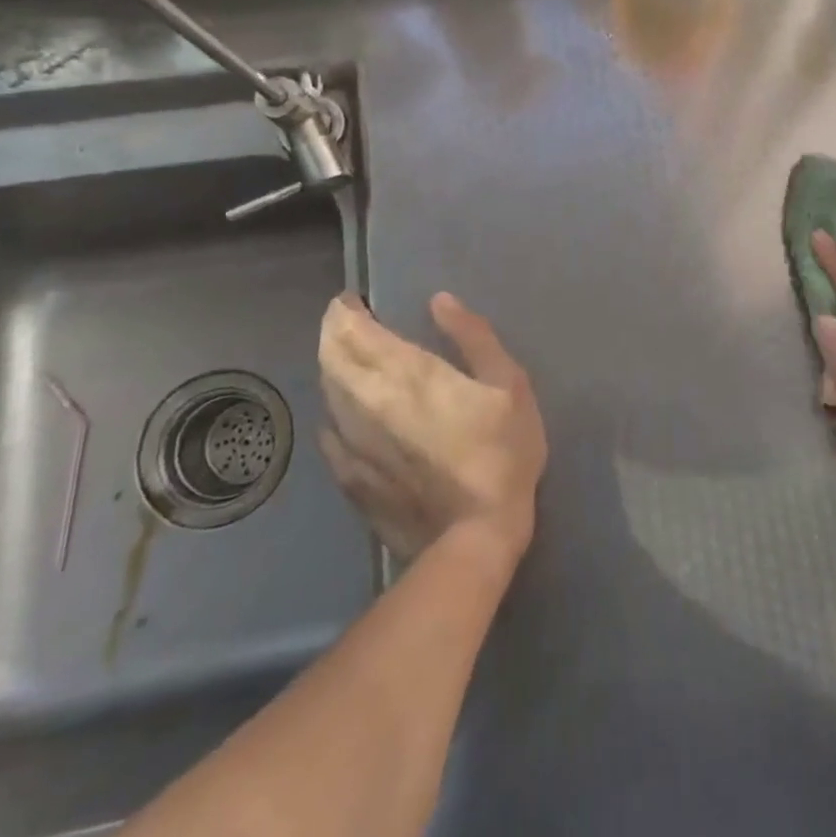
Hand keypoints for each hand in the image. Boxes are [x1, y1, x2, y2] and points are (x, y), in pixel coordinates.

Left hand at [317, 292, 547, 566]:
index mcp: (407, 373)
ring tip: (348, 357)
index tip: (353, 300)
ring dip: (332, 367)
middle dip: (332, 332)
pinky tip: (344, 413)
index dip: (345, 311)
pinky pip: (329, 433)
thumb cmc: (501, 451)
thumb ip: (473, 336)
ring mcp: (354, 443)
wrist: (474, 536)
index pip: (356, 331)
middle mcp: (368, 401)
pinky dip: (333, 412)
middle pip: (331, 357)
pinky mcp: (351, 477)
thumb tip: (439, 301)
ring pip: (327, 392)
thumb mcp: (509, 384)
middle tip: (346, 320)